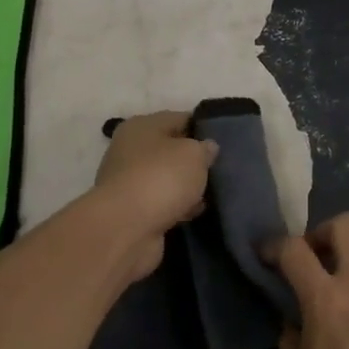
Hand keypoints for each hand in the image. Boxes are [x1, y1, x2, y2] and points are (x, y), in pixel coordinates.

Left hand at [91, 111, 217, 279]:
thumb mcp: (194, 154)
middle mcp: (130, 150)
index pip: (178, 119)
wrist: (126, 228)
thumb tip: (207, 147)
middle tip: (219, 170)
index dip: (201, 128)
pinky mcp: (132, 211)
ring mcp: (129, 182)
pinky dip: (176, 208)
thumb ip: (205, 148)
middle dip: (193, 161)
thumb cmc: (161, 178)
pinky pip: (161, 203)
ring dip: (185, 187)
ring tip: (211, 194)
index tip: (223, 141)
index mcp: (141, 126)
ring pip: (166, 179)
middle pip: (170, 150)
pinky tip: (194, 213)